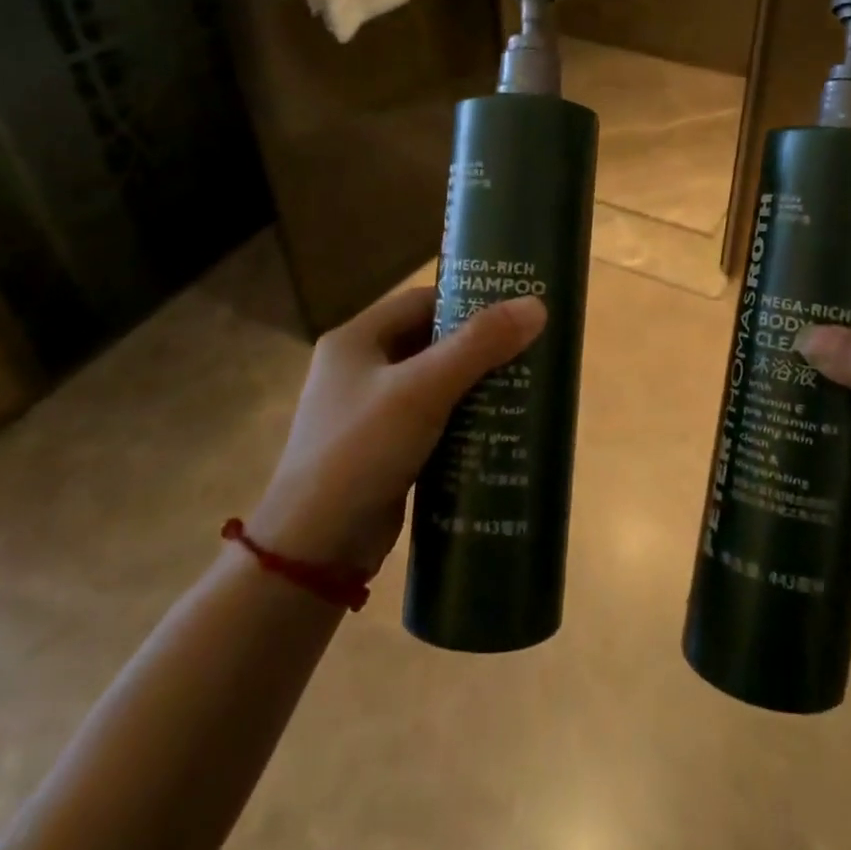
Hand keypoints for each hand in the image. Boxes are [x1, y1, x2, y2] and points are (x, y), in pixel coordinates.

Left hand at [247, 287, 546, 572]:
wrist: (313, 548)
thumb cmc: (361, 450)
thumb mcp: (422, 390)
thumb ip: (479, 345)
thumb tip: (537, 305)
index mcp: (356, 340)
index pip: (422, 301)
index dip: (469, 300)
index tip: (516, 310)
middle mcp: (359, 368)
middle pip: (430, 341)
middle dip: (479, 346)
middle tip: (529, 350)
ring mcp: (368, 412)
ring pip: (433, 383)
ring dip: (474, 385)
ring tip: (525, 387)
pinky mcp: (382, 450)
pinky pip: (430, 420)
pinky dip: (461, 420)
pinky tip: (498, 428)